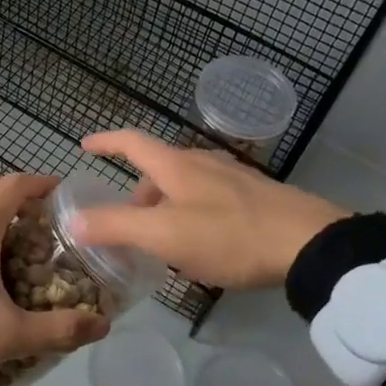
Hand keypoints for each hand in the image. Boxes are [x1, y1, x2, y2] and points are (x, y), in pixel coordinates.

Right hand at [73, 130, 349, 289]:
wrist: (309, 244)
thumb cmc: (229, 235)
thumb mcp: (164, 235)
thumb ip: (117, 226)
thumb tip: (75, 221)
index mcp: (175, 165)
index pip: (131, 142)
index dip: (105, 142)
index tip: (85, 146)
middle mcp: (202, 162)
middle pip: (157, 168)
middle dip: (136, 192)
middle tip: (126, 224)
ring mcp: (232, 178)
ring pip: (184, 184)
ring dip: (163, 206)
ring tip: (162, 241)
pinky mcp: (255, 197)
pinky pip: (207, 198)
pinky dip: (189, 213)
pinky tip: (201, 244)